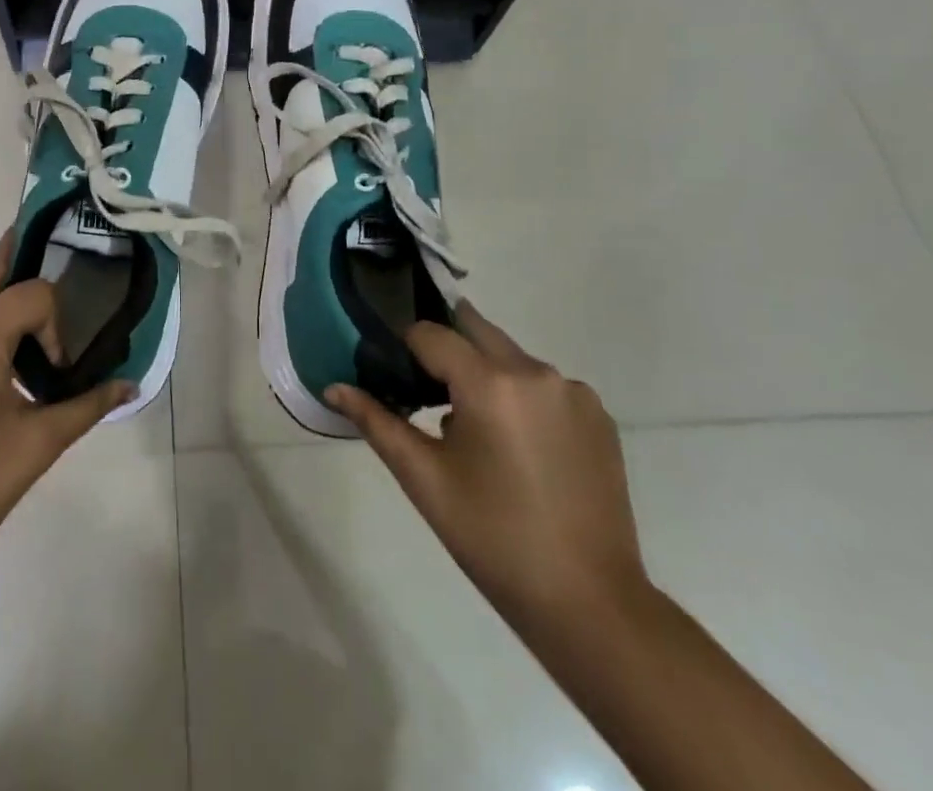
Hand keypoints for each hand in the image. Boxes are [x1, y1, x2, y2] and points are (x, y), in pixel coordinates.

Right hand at [326, 303, 646, 625]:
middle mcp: (535, 371)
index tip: (393, 373)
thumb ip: (376, 421)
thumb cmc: (493, 537)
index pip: (429, 333)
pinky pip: (543, 383)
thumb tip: (333, 387)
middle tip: (425, 388)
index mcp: (490, 382)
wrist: (589, 603)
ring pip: (509, 355)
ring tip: (471, 427)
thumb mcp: (424, 478)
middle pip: (473, 329)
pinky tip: (517, 445)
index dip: (403, 346)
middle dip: (444, 348)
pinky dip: (520, 395)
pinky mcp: (599, 415)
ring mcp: (573, 391)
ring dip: (483, 372)